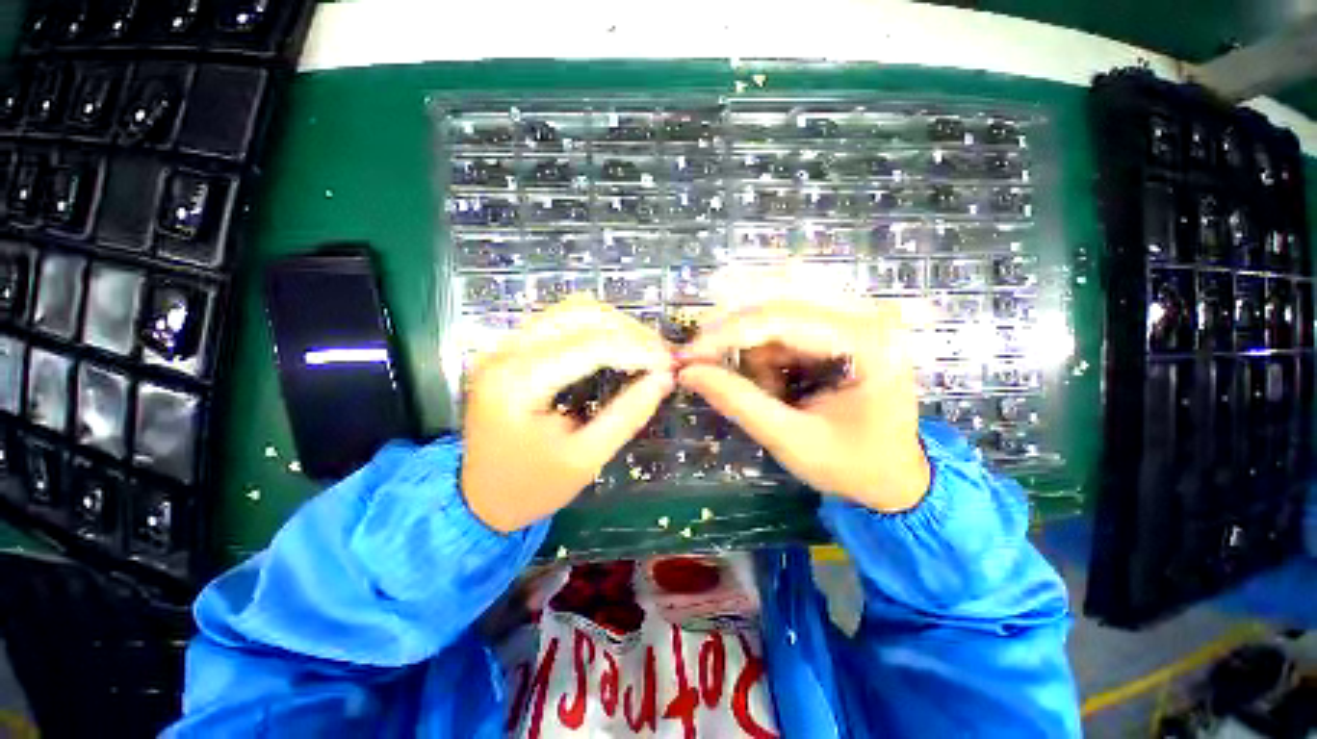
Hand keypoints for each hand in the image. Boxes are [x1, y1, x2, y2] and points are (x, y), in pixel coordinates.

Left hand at [462, 298, 674, 531]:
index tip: (669, 363)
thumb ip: (627, 415)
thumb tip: (664, 379)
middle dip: (629, 331)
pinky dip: (596, 328)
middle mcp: (505, 352)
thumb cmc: (532, 486)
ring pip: (571, 310)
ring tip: (643, 349)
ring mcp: (505, 346)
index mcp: (518, 383)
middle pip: (580, 315)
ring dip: (614, 324)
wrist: (479, 498)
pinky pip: (561, 321)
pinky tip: (616, 346)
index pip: (589, 345)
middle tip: (660, 355)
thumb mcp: (586, 459)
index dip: (637, 349)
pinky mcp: (512, 349)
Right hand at [676, 299, 929, 512]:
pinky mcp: (837, 329)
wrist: (895, 476)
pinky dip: (767, 360)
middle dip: (736, 343)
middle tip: (705, 368)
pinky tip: (778, 388)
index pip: (782, 319)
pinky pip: (782, 331)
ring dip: (756, 359)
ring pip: (773, 319)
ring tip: (772, 397)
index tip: (688, 356)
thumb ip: (738, 402)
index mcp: (866, 342)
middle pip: (775, 309)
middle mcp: (862, 317)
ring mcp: (850, 319)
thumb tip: (688, 372)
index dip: (727, 335)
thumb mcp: (791, 440)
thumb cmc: (852, 465)